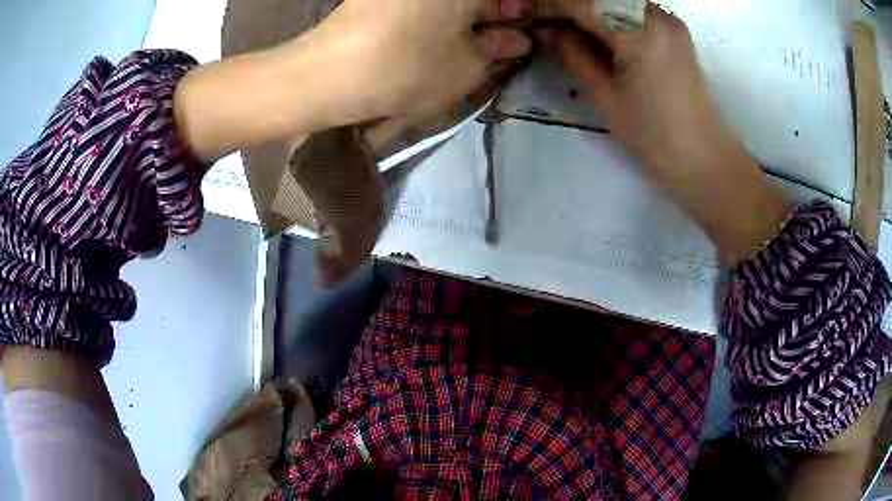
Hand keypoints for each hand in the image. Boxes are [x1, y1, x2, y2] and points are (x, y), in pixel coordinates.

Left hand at [311, 0, 531, 123]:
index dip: (522, 14)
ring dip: (470, 15)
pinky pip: (427, 4)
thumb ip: (499, 49)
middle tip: (502, 39)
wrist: (327, 75)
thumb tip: (517, 39)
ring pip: (452, 3)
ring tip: (475, 39)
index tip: (523, 34)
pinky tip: (443, 32)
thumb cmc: (406, 68)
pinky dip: (441, 14)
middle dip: (497, 13)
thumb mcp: (467, 67)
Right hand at [543, 1, 790, 264]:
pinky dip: (613, 16)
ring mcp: (670, 21)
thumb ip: (574, 56)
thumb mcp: (605, 99)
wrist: (705, 160)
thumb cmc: (655, 138)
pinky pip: (635, 9)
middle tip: (552, 26)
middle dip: (572, 6)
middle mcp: (657, 15)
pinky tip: (603, 35)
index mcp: (638, 32)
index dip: (551, 5)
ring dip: (592, 10)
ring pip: (619, 0)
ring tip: (574, 32)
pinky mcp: (676, 31)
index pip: (581, 2)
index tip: (529, 15)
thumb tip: (547, 31)